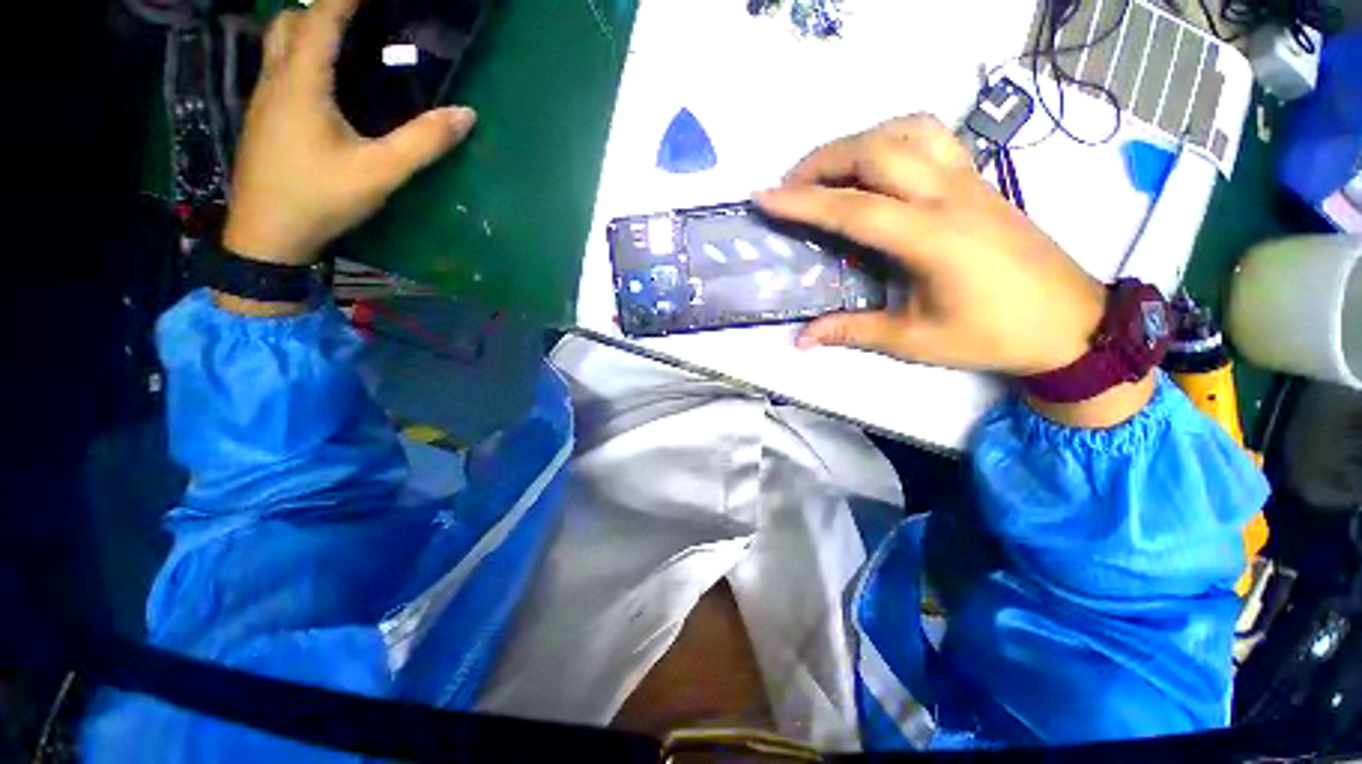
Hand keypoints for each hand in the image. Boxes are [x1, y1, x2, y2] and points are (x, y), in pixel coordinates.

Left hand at [222, 0, 475, 266]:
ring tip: (341, 37)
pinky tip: (323, 76)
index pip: (320, 19)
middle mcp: (276, 80)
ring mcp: (264, 98)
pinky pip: (277, 66)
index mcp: (302, 83)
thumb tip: (466, 115)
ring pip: (276, 42)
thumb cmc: (320, 198)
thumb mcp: (380, 172)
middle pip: (289, 21)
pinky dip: (299, 52)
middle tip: (356, 16)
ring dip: (305, 27)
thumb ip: (423, 142)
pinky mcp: (263, 117)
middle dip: (321, 8)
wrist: (267, 235)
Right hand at [755, 115, 1105, 377]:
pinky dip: (892, 137)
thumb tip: (801, 340)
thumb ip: (852, 331)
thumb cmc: (992, 334)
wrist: (1070, 321)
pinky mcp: (978, 180)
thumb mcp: (914, 340)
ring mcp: (968, 180)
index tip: (763, 197)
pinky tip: (876, 163)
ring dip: (857, 142)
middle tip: (788, 186)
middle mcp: (948, 195)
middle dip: (821, 161)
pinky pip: (932, 136)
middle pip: (875, 150)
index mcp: (930, 238)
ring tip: (827, 170)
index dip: (802, 202)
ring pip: (906, 130)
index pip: (851, 209)